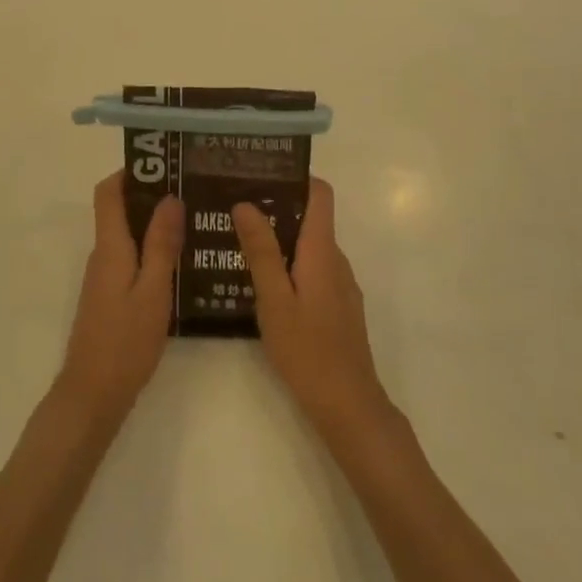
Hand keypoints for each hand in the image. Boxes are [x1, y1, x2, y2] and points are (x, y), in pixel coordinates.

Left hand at [53, 173, 183, 428]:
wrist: (93, 394)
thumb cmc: (125, 342)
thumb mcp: (153, 291)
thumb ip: (161, 245)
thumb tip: (169, 198)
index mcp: (110, 247)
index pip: (108, 193)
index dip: (130, 172)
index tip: (163, 164)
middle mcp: (102, 255)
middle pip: (119, 210)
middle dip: (150, 195)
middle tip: (191, 190)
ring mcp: (104, 277)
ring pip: (127, 236)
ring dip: (153, 224)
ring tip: (194, 221)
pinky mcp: (109, 296)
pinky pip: (130, 258)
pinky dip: (151, 250)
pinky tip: (180, 262)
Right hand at [234, 180, 390, 437]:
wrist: (349, 408)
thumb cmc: (308, 351)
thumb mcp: (275, 300)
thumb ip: (261, 251)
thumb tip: (245, 203)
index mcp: (322, 252)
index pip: (320, 194)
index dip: (294, 177)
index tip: (258, 173)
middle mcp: (336, 261)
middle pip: (310, 218)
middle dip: (275, 208)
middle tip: (232, 208)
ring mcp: (340, 286)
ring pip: (309, 247)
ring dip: (279, 239)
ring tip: (237, 242)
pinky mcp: (338, 307)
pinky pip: (312, 270)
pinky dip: (289, 265)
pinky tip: (260, 283)